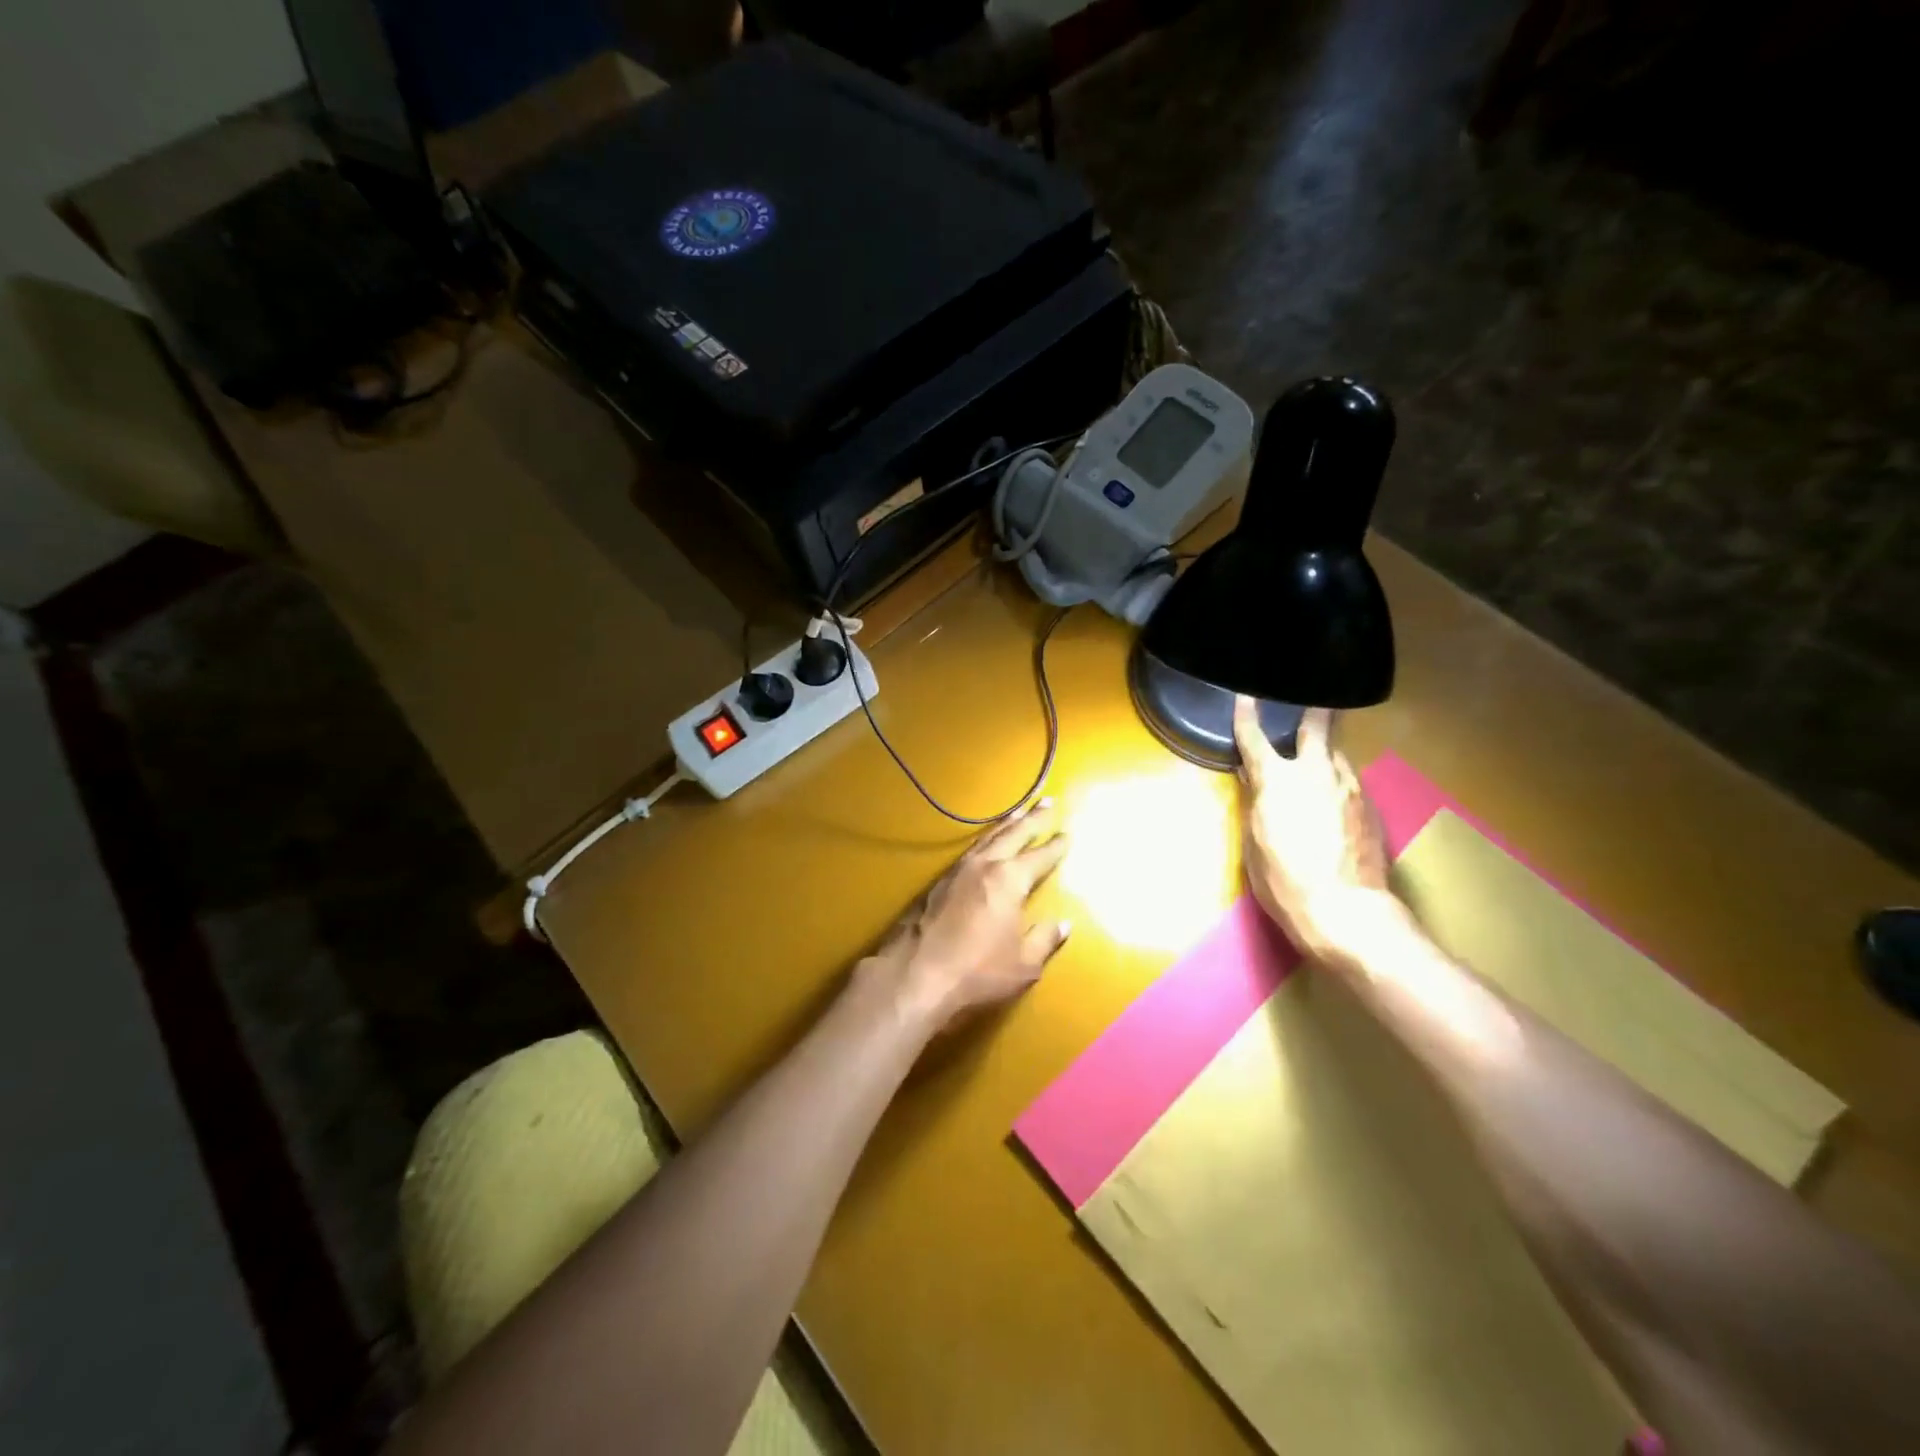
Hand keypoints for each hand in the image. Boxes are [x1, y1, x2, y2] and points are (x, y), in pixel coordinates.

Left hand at [868, 799, 1070, 1032]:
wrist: (914, 975)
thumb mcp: (1023, 965)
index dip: (1056, 845)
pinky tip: (985, 844)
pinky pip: (969, 850)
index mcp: (1010, 880)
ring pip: (987, 838)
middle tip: (1047, 801)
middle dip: (1032, 818)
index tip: (1068, 832)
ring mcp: (957, 870)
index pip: (1040, 856)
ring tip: (1019, 812)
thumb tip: (1062, 924)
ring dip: (1006, 823)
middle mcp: (984, 865)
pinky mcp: (937, 882)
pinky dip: (984, 840)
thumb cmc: (976, 972)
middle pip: (1013, 834)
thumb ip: (1044, 940)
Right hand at [1233, 696, 1398, 966]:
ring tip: (1318, 753)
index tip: (1244, 696)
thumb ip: (1254, 801)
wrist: (1347, 910)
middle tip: (1313, 700)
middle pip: (1317, 728)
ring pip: (1337, 755)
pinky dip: (1338, 779)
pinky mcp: (1371, 808)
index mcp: (1278, 780)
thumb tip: (1251, 776)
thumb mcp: (1254, 841)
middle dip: (1312, 712)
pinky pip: (1350, 781)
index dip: (1246, 716)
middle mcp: (1317, 773)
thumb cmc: (1284, 880)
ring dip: (1325, 751)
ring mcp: (1350, 788)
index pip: (1255, 738)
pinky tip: (1334, 793)